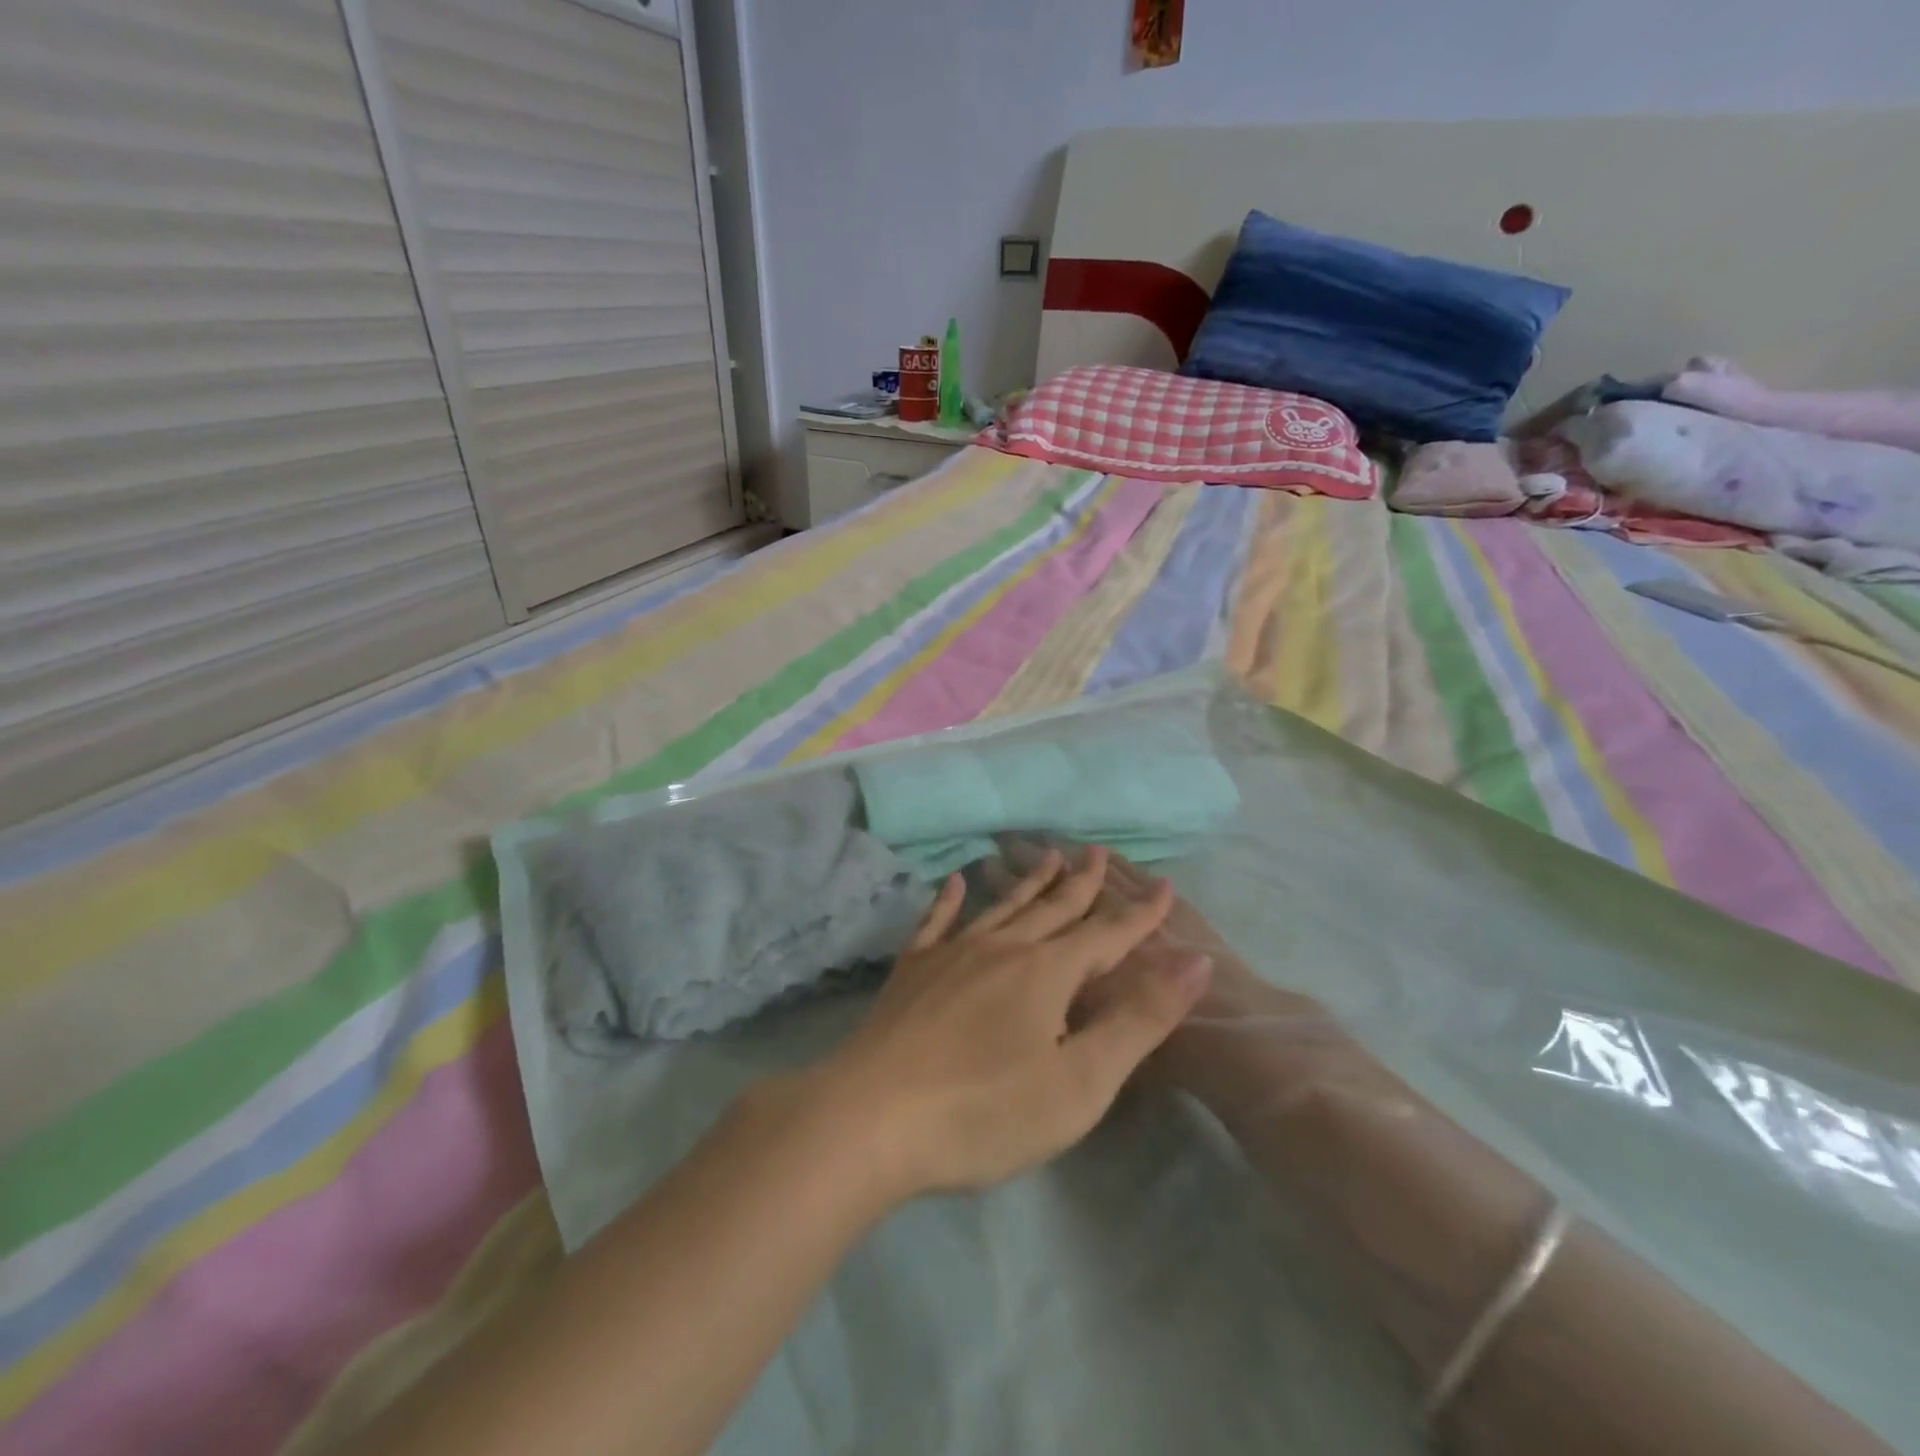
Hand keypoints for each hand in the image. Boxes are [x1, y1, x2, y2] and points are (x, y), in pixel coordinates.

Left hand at [802, 846, 1212, 1203]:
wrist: (873, 1118)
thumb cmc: (985, 1111)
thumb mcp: (1079, 1081)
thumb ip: (1138, 1019)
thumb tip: (1194, 961)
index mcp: (1046, 973)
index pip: (1107, 934)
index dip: (1140, 915)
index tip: (1163, 887)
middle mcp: (1001, 949)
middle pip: (1052, 908)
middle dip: (1081, 882)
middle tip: (1097, 850)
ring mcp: (951, 955)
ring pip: (1001, 907)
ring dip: (1029, 882)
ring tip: (1047, 855)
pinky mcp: (912, 972)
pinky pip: (936, 923)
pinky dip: (947, 901)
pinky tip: (952, 882)